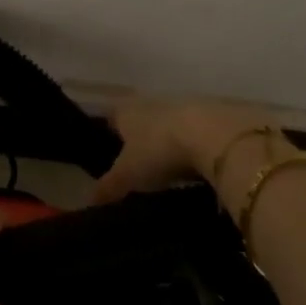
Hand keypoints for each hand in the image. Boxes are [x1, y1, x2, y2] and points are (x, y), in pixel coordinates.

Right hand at [93, 98, 269, 203]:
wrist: (217, 135)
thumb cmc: (160, 150)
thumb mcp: (128, 175)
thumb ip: (108, 187)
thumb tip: (88, 202)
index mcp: (128, 112)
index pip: (111, 116)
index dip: (108, 130)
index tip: (108, 147)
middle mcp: (154, 102)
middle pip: (143, 118)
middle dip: (142, 137)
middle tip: (140, 165)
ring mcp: (188, 106)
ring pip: (172, 124)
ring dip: (171, 141)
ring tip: (171, 170)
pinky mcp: (217, 116)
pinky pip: (201, 133)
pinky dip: (198, 147)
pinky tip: (201, 167)